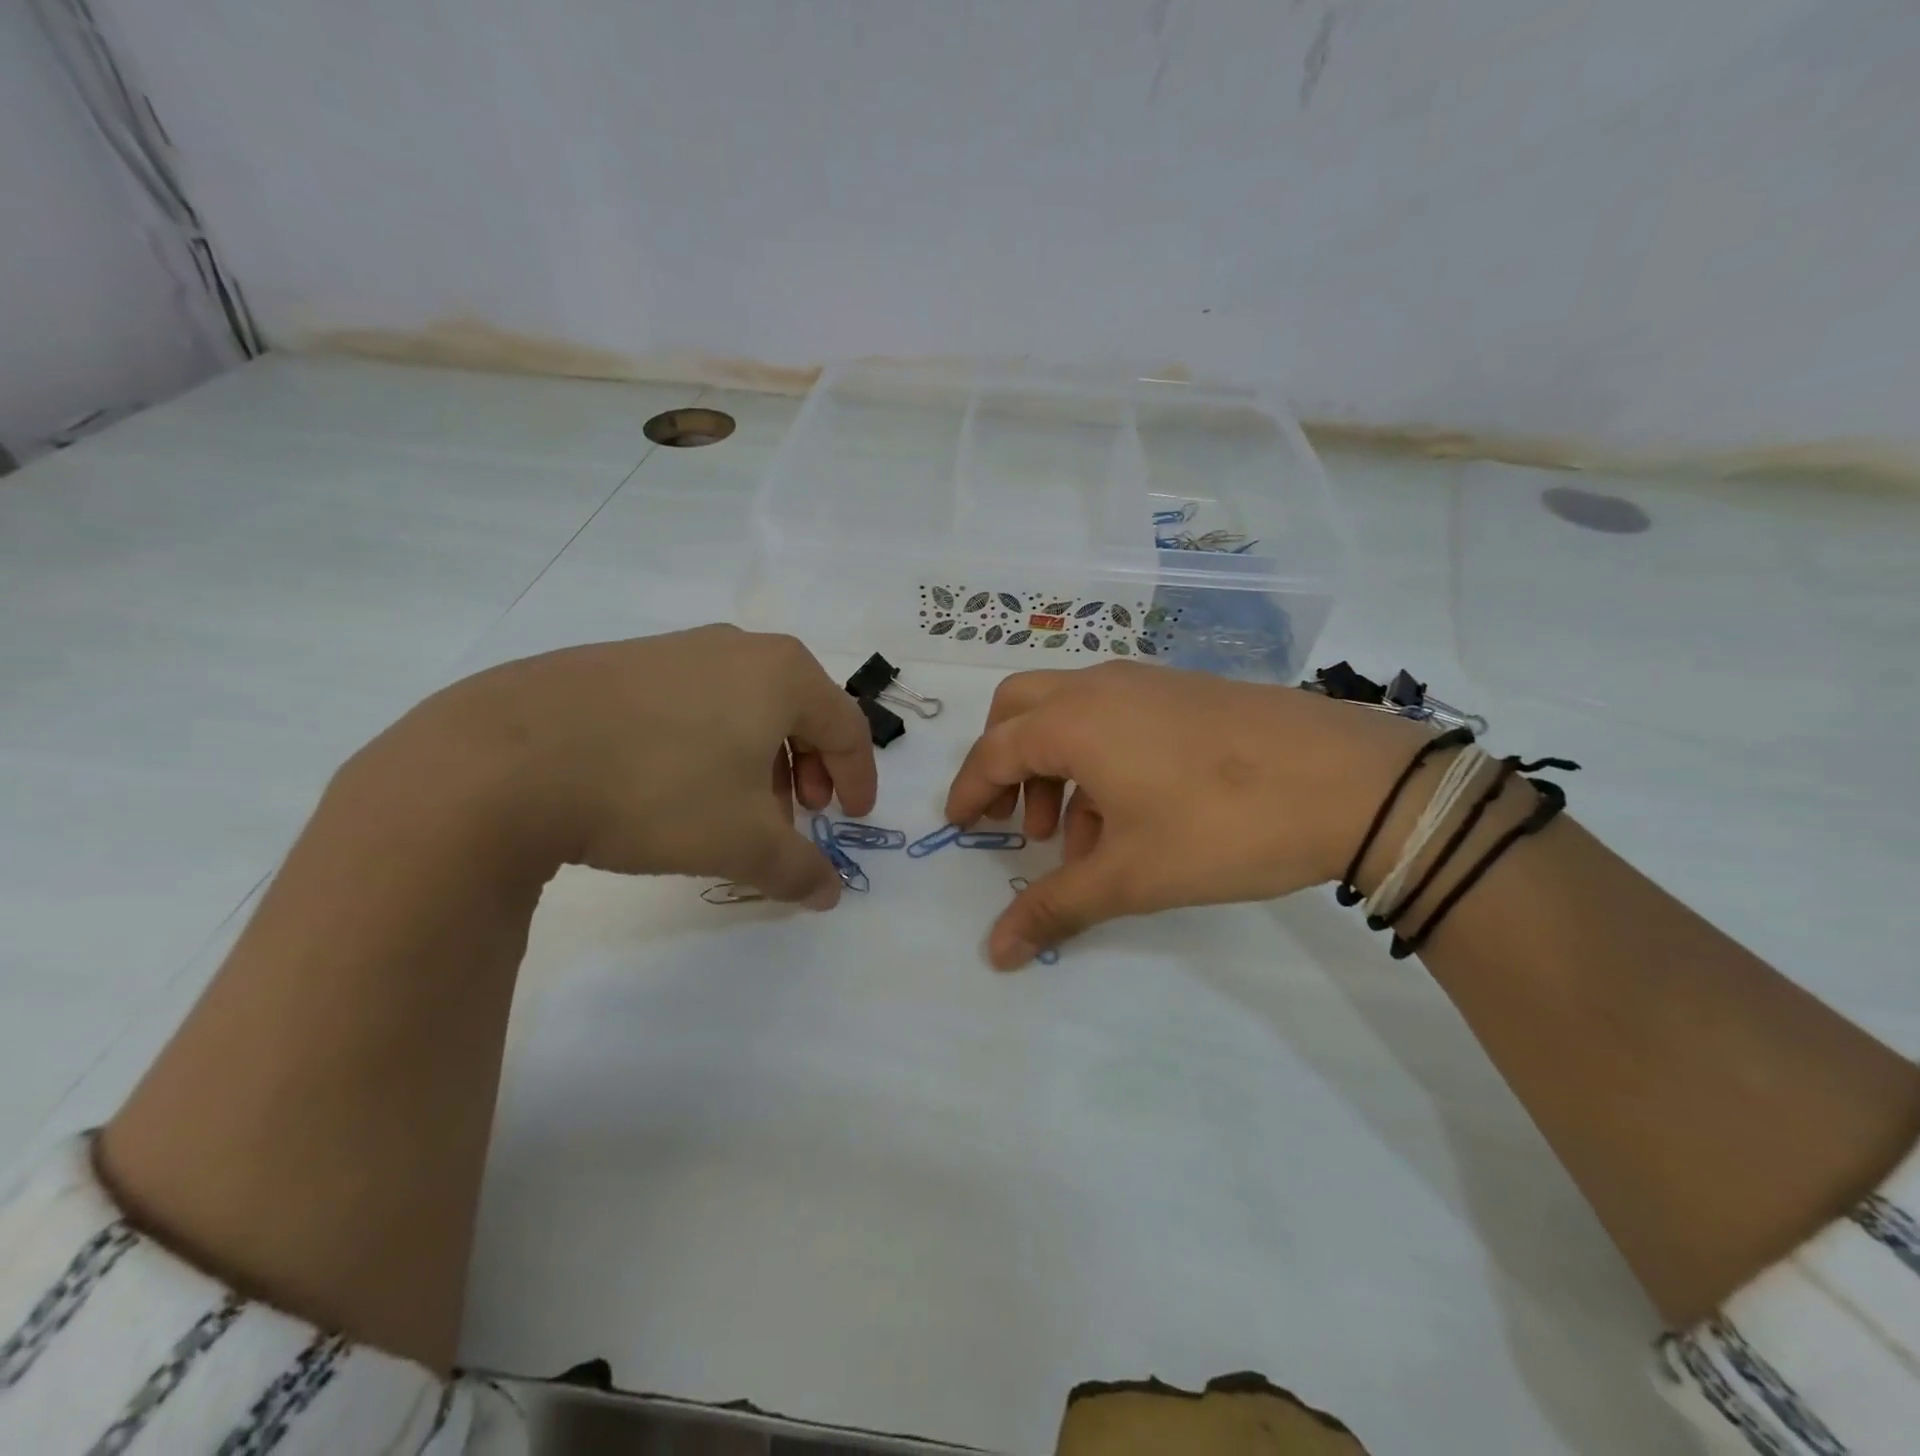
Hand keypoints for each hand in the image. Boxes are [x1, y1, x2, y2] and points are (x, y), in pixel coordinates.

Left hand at [378, 625, 877, 905]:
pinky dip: (710, 746)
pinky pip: (694, 703)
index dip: (859, 778)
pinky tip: (676, 786)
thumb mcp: (743, 843)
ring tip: (736, 811)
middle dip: (807, 770)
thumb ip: (799, 870)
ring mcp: (675, 649)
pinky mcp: (622, 663)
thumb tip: (828, 894)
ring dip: (759, 761)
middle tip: (797, 816)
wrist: (507, 758)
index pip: (847, 727)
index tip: (852, 821)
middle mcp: (737, 648)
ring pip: (745, 708)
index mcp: (783, 674)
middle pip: (799, 712)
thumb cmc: (658, 790)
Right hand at [945, 661, 1426, 966]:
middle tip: (1010, 820)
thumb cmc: (1221, 826)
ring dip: (1054, 767)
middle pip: (1020, 709)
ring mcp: (1147, 682)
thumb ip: (1055, 908)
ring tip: (1076, 836)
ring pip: (1070, 712)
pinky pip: (1116, 716)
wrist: (1351, 782)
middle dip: (1003, 762)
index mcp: (1073, 720)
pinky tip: (1129, 816)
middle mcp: (1100, 687)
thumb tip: (993, 953)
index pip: (994, 750)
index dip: (968, 791)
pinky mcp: (1186, 692)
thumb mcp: (1130, 876)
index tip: (958, 826)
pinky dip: (1098, 757)